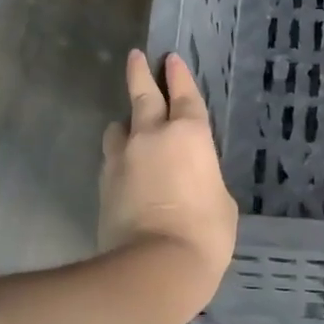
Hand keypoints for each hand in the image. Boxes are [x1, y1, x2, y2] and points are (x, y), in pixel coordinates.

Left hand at [99, 50, 237, 314]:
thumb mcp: (221, 203)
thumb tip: (191, 180)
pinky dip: (119, 157)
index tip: (170, 58)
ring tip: (129, 128)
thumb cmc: (205, 233)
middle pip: (142, 94)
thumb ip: (205, 180)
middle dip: (141, 73)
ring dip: (125, 124)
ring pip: (118, 127)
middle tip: (137, 57)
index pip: (185, 96)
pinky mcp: (103, 183)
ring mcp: (122, 158)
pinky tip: (125, 167)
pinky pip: (111, 159)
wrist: (155, 266)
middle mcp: (152, 136)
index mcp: (190, 136)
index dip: (179, 76)